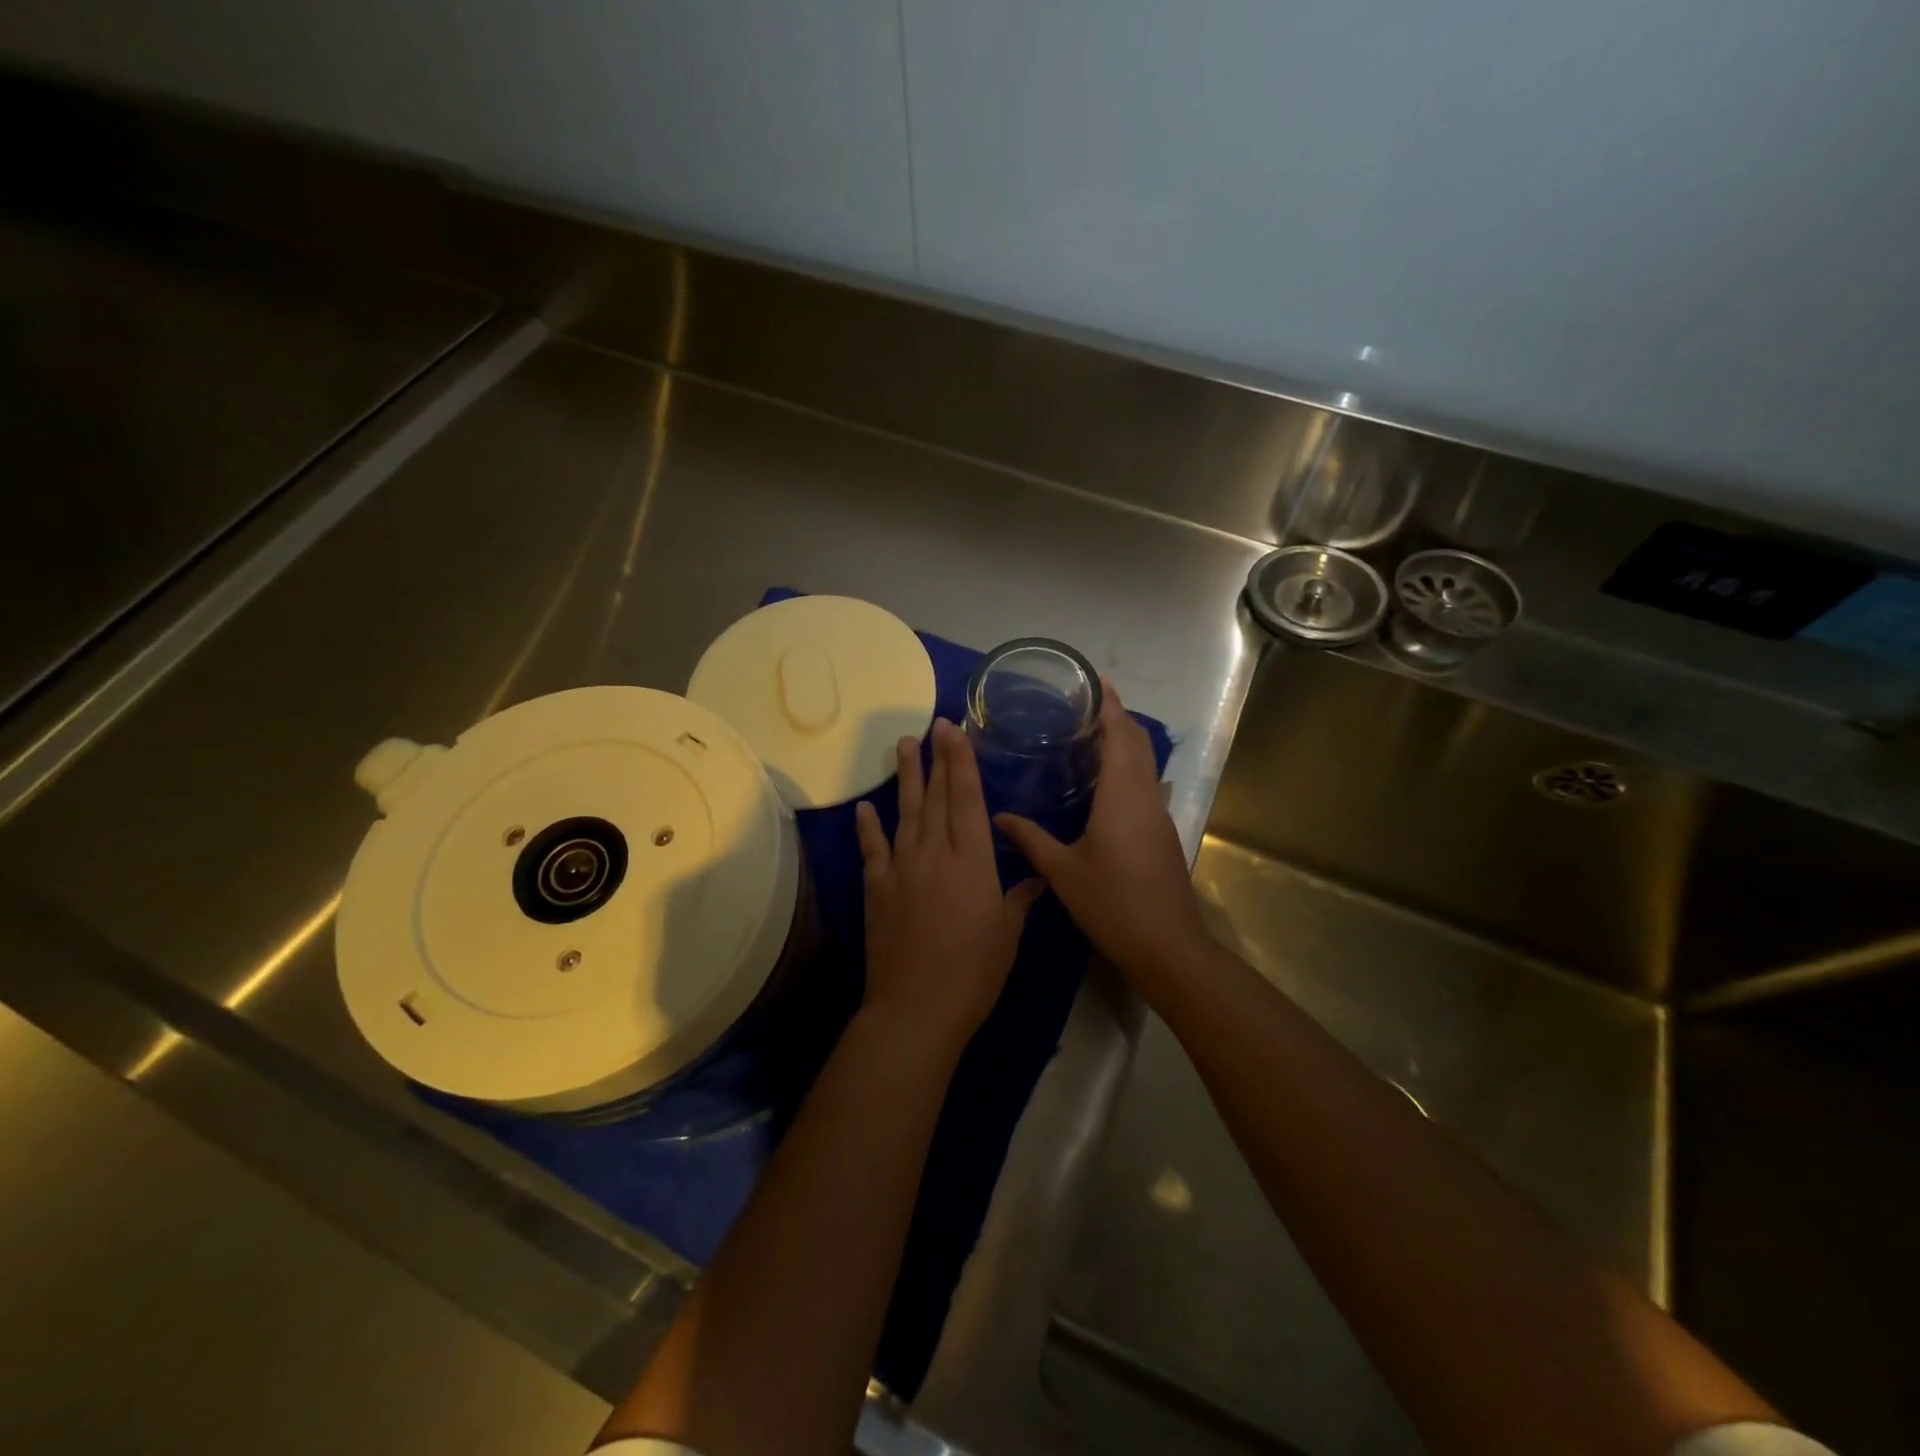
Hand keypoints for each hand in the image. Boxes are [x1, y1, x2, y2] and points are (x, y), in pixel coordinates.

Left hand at [855, 719, 1043, 1059]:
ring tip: (904, 745)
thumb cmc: (973, 974)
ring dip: (906, 778)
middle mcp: (935, 855)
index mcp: (972, 863)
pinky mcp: (876, 889)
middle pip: (936, 798)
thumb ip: (1018, 900)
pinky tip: (865, 808)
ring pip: (905, 813)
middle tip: (934, 725)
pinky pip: (872, 850)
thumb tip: (1037, 879)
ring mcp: (901, 869)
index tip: (955, 732)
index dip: (961, 763)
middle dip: (937, 759)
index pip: (966, 800)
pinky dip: (868, 827)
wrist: (916, 1008)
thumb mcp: (1006, 936)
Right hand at [994, 681, 1206, 985]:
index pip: (1120, 734)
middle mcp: (1145, 794)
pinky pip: (1144, 781)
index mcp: (1122, 795)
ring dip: (1123, 740)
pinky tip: (1102, 780)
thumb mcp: (1063, 871)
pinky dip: (1127, 765)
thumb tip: (998, 816)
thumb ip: (1031, 839)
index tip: (1094, 681)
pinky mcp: (1162, 829)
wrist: (1166, 944)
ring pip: (1144, 761)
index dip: (1110, 704)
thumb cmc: (1112, 903)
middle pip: (1137, 741)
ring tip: (1087, 733)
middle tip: (1081, 703)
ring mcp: (1158, 812)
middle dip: (1116, 716)